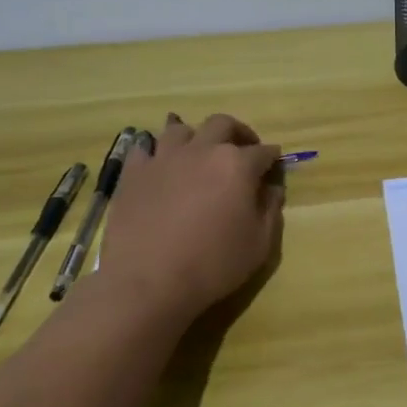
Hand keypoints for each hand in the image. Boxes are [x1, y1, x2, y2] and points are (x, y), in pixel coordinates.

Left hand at [97, 113, 285, 321]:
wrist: (148, 282)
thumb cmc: (213, 265)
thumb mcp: (259, 244)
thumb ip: (271, 209)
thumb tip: (272, 188)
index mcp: (237, 165)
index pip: (263, 152)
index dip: (272, 159)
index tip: (274, 168)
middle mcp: (202, 150)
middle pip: (223, 124)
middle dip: (238, 133)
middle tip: (242, 151)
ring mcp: (164, 158)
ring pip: (180, 128)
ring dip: (195, 137)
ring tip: (197, 154)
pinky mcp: (133, 172)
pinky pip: (143, 147)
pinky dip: (155, 151)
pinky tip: (159, 165)